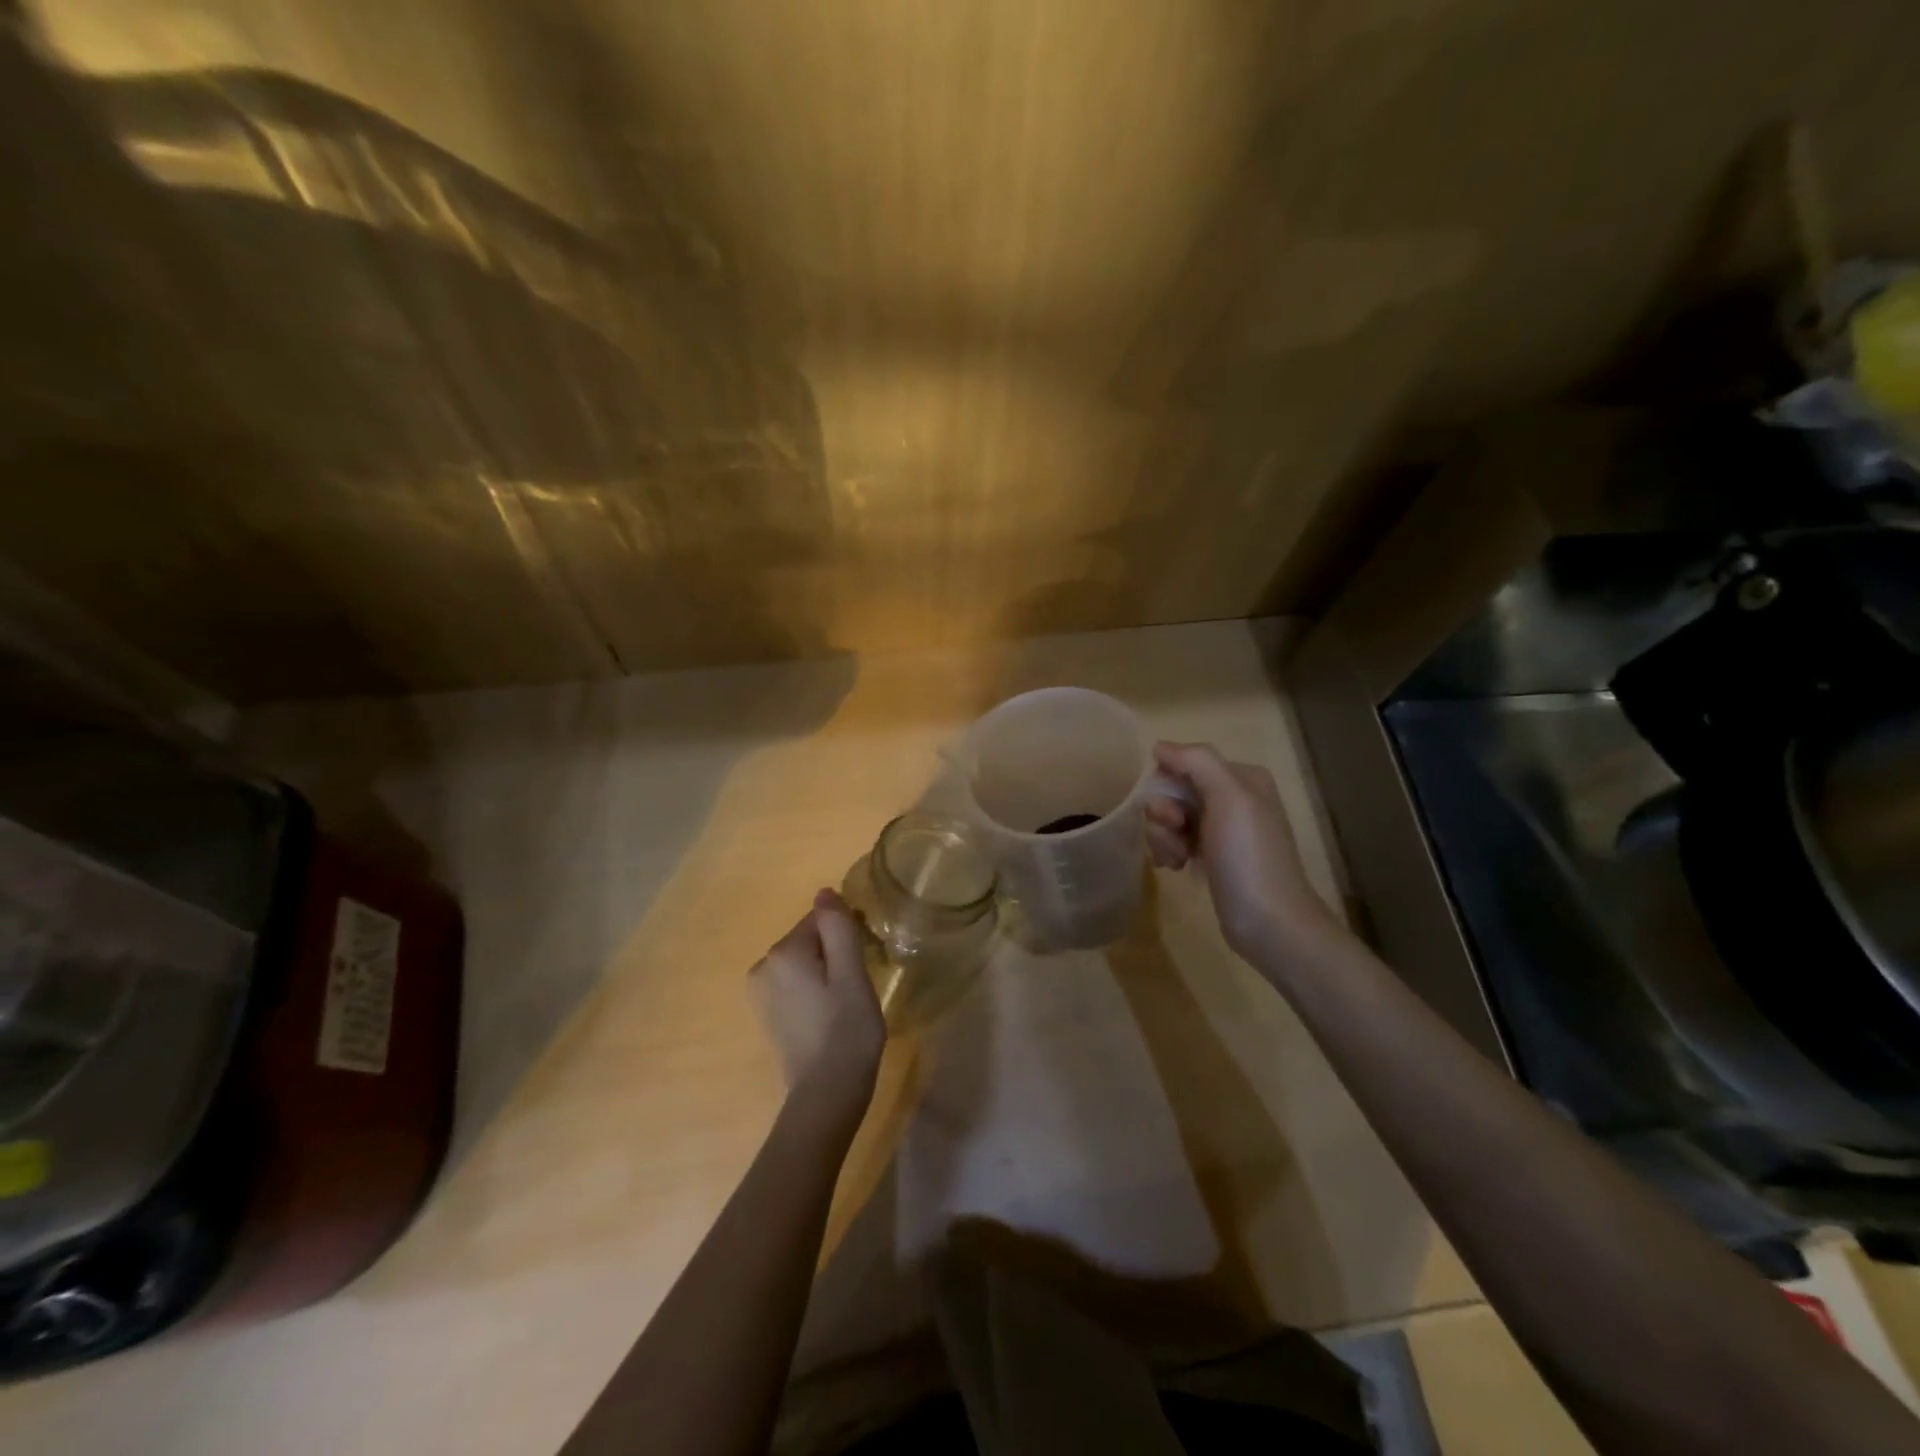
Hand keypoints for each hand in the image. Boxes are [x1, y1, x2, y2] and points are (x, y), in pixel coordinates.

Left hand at [749, 890, 885, 1117]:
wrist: (826, 1094)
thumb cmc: (846, 1029)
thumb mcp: (851, 972)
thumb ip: (838, 927)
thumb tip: (825, 893)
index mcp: (784, 951)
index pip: (821, 920)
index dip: (848, 934)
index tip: (866, 958)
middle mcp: (763, 966)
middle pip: (810, 939)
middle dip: (836, 952)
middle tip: (859, 983)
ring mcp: (761, 992)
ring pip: (804, 962)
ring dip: (826, 971)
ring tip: (846, 1001)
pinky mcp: (767, 1014)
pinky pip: (795, 984)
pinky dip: (814, 990)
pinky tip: (829, 1015)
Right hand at [1146, 741, 1340, 963]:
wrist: (1269, 922)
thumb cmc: (1248, 856)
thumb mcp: (1228, 797)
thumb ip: (1196, 761)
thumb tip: (1160, 746)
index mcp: (1241, 778)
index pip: (1184, 762)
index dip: (1168, 785)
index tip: (1173, 815)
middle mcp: (1234, 798)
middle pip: (1175, 790)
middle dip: (1164, 815)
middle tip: (1176, 837)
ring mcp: (1223, 830)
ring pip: (1171, 818)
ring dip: (1164, 837)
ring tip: (1177, 860)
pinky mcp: (1213, 857)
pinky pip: (1177, 840)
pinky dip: (1170, 851)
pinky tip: (1177, 868)